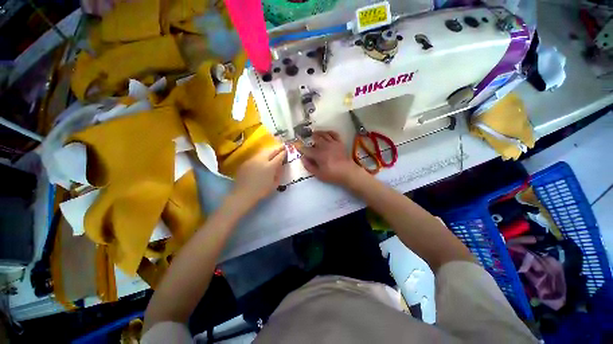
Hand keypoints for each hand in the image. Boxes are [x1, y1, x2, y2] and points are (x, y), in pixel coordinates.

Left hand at [233, 145, 286, 205]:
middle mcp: (262, 160)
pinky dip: (262, 155)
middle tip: (282, 146)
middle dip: (278, 148)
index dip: (284, 152)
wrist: (244, 193)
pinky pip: (256, 156)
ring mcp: (253, 159)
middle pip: (271, 151)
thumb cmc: (261, 191)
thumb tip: (280, 165)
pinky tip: (263, 158)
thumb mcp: (275, 183)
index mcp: (271, 166)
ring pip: (263, 152)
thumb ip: (279, 173)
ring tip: (274, 150)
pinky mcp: (246, 161)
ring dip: (270, 150)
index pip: (279, 156)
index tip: (287, 150)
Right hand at [301, 131, 363, 185]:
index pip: (307, 149)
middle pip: (315, 138)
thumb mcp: (318, 174)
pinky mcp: (339, 142)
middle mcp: (324, 146)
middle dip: (309, 138)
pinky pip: (334, 134)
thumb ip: (309, 166)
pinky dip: (329, 132)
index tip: (297, 147)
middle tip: (306, 139)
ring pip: (323, 134)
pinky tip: (326, 133)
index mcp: (318, 154)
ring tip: (314, 133)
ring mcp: (333, 143)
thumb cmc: (332, 174)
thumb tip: (303, 158)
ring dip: (317, 133)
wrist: (347, 172)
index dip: (301, 148)